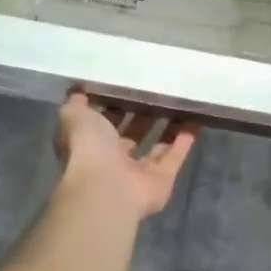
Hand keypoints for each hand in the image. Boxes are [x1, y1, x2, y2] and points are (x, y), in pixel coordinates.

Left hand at [52, 90, 197, 218]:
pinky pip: (175, 157)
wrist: (106, 186)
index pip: (104, 121)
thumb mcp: (74, 115)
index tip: (130, 83)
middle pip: (133, 133)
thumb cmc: (88, 146)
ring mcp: (138, 172)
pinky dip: (185, 140)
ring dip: (168, 126)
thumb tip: (79, 89)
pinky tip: (196, 119)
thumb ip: (76, 102)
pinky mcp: (161, 180)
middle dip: (145, 113)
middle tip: (160, 89)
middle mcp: (114, 159)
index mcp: (91, 143)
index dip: (116, 104)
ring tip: (181, 102)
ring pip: (157, 145)